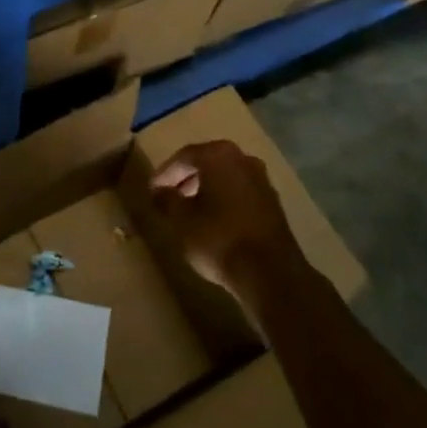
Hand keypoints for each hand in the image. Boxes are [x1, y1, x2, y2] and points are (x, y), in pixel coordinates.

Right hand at [150, 140, 307, 299]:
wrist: (270, 272)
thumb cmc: (218, 238)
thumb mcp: (181, 220)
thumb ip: (166, 200)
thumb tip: (158, 191)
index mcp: (219, 155)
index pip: (184, 156)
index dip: (165, 173)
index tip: (153, 189)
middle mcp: (243, 159)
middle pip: (207, 163)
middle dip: (186, 178)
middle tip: (169, 196)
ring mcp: (262, 180)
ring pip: (225, 177)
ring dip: (206, 189)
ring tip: (189, 210)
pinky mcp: (273, 203)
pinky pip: (240, 193)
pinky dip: (224, 200)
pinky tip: (214, 221)